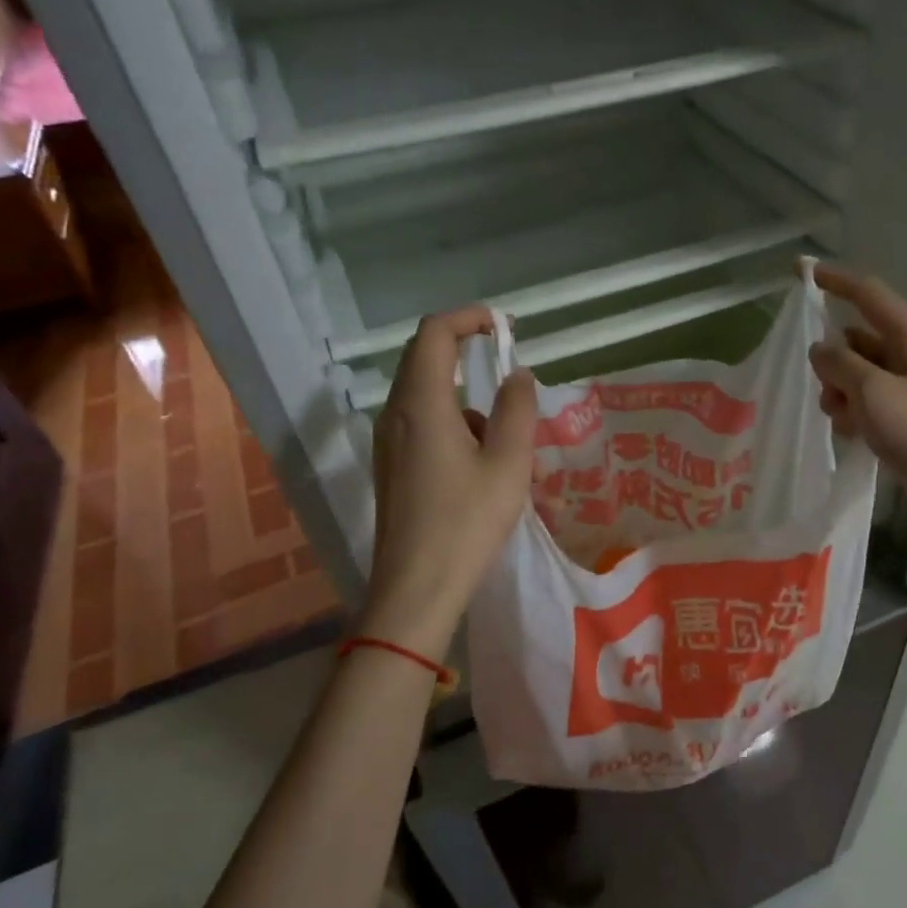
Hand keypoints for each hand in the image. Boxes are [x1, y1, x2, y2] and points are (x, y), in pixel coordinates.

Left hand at [363, 306, 536, 654]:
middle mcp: (396, 414)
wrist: (416, 589)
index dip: (469, 318)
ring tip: (516, 456)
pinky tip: (488, 475)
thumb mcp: (509, 462)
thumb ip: (517, 408)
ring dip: (474, 410)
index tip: (505, 328)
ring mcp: (389, 443)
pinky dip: (459, 432)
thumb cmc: (467, 522)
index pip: (434, 332)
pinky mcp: (393, 468)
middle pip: (427, 361)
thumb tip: (517, 375)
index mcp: (421, 403)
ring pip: (431, 400)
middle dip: (472, 362)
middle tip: (514, 386)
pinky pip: (425, 428)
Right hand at [809, 265, 906, 506]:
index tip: (804, 273)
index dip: (837, 281)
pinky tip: (852, 434)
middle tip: (824, 389)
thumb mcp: (872, 393)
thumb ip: (840, 363)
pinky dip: (855, 411)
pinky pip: (871, 400)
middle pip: (860, 340)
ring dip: (842, 391)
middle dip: (834, 361)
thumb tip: (820, 348)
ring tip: (841, 419)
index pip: (870, 295)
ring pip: (861, 373)